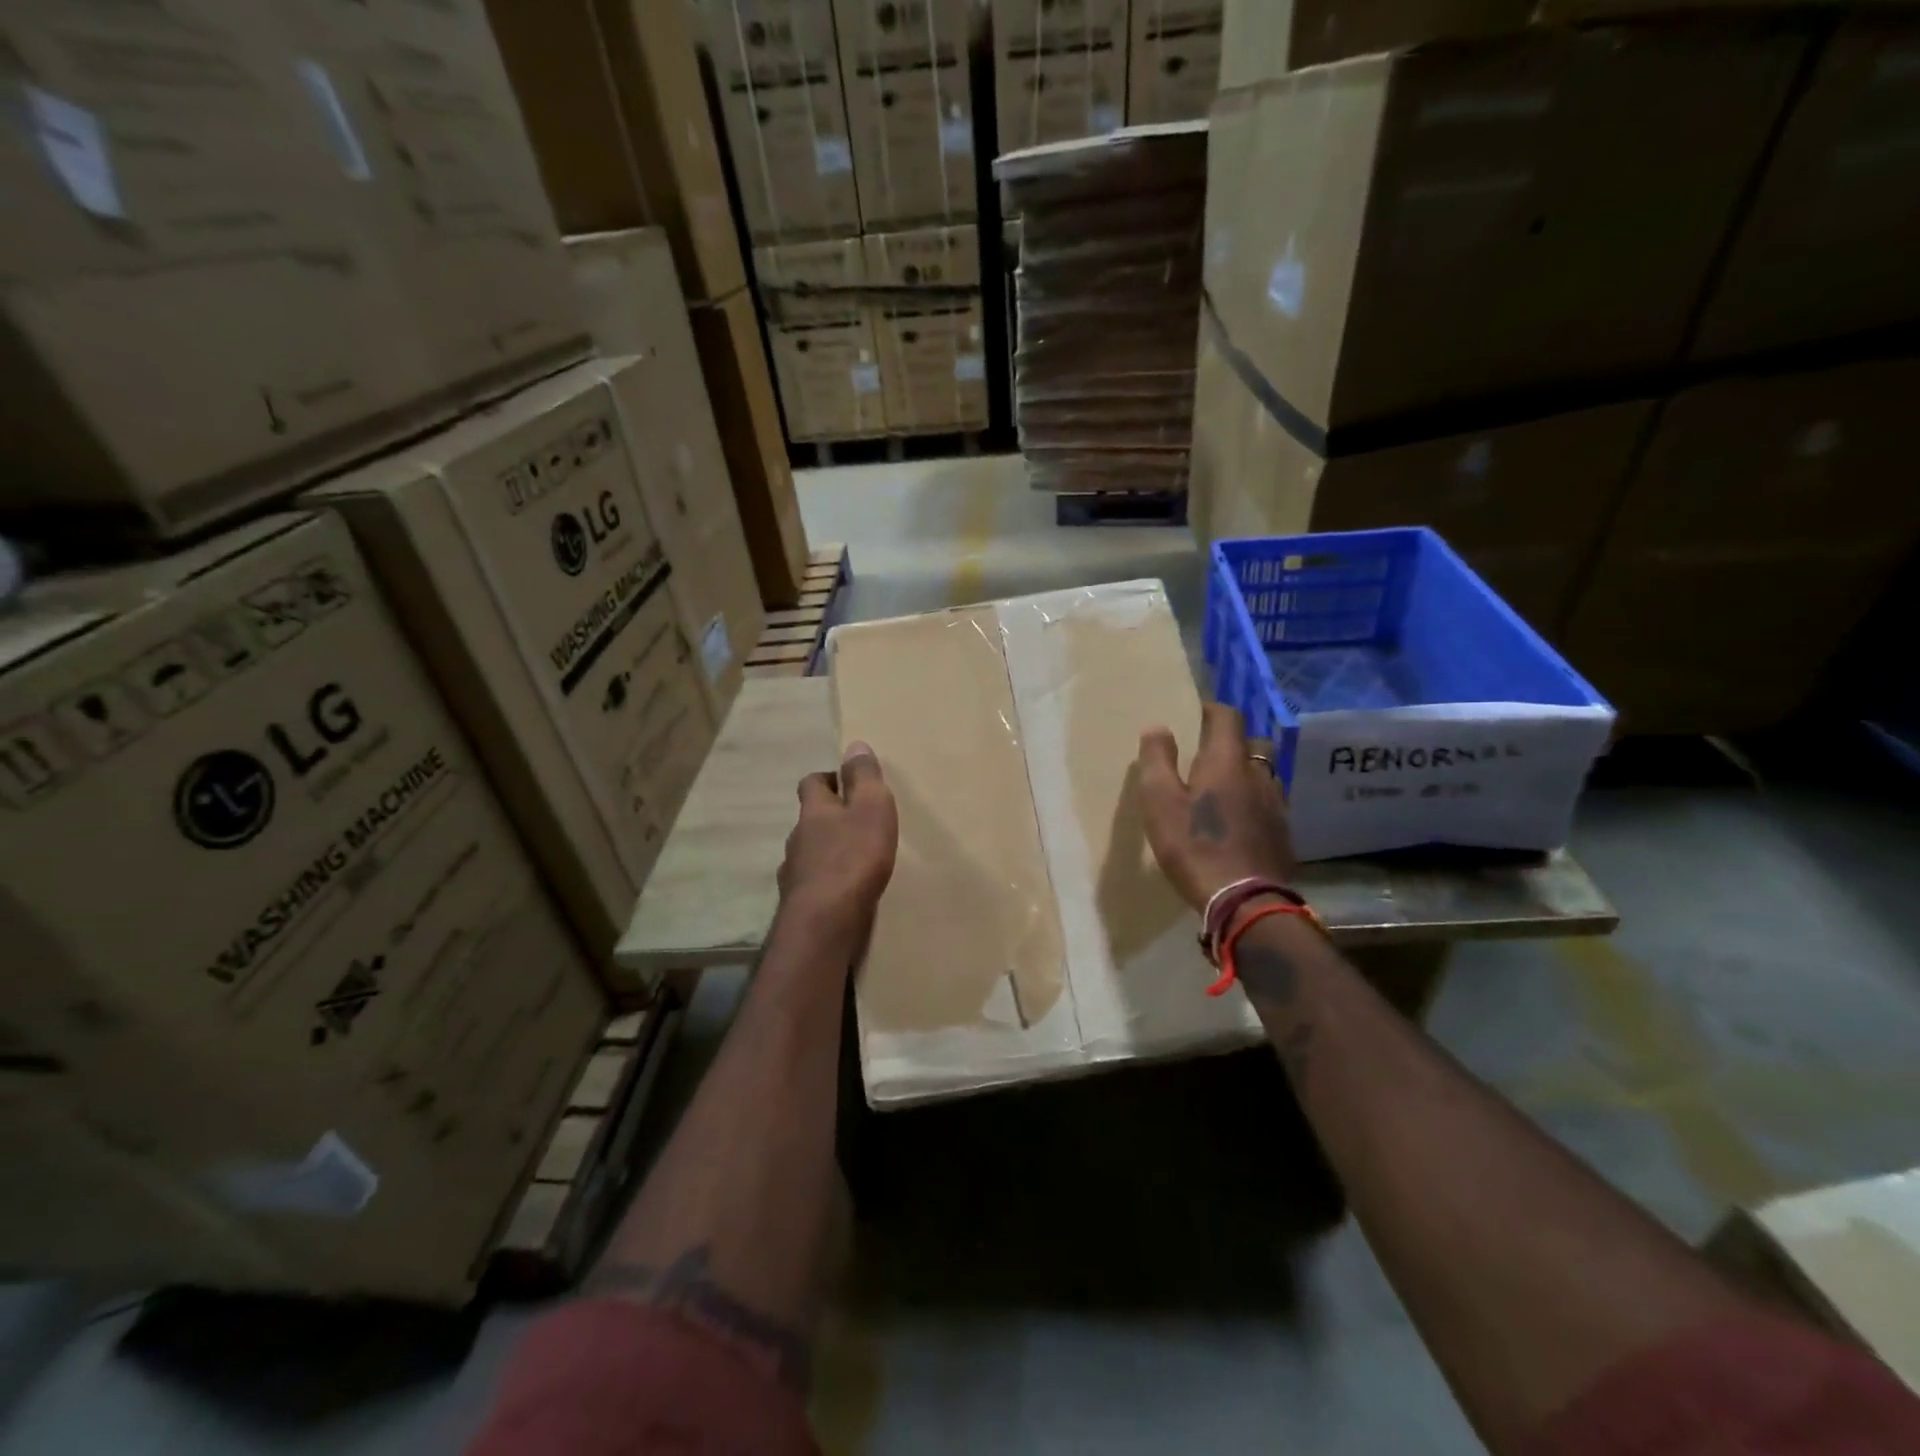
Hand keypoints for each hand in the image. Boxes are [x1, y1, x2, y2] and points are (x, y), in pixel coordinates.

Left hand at [778, 741, 898, 934]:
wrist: (826, 922)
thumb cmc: (854, 857)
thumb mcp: (871, 807)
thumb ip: (864, 777)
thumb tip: (854, 744)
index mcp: (814, 812)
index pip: (811, 784)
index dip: (827, 780)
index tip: (845, 783)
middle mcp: (797, 838)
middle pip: (809, 820)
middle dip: (829, 818)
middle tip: (856, 824)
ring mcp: (794, 873)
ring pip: (809, 854)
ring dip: (826, 853)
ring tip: (853, 862)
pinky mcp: (800, 904)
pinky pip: (812, 885)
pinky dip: (825, 883)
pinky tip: (842, 893)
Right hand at [1137, 703, 1295, 911]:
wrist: (1245, 901)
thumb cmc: (1194, 846)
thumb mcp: (1159, 802)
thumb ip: (1157, 761)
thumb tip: (1158, 727)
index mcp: (1227, 761)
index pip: (1228, 717)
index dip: (1212, 710)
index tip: (1197, 714)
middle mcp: (1258, 774)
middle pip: (1253, 743)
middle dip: (1234, 741)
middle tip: (1209, 754)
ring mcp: (1276, 804)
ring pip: (1265, 773)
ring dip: (1247, 772)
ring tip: (1225, 788)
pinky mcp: (1283, 832)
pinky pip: (1270, 802)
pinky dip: (1255, 801)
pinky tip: (1240, 820)